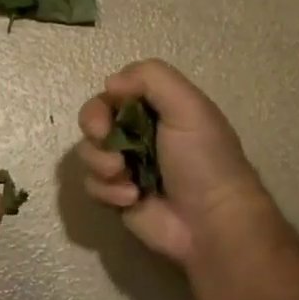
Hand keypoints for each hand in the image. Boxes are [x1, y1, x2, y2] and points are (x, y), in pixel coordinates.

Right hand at [78, 60, 272, 266]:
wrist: (210, 221)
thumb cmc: (203, 160)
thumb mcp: (188, 107)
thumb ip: (151, 78)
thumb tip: (110, 83)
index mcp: (158, 108)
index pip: (115, 92)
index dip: (104, 102)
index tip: (108, 116)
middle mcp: (138, 134)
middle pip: (93, 119)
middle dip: (94, 129)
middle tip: (105, 140)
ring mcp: (126, 166)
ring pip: (88, 153)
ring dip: (101, 163)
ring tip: (124, 177)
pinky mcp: (116, 196)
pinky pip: (92, 185)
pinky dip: (107, 190)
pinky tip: (132, 199)